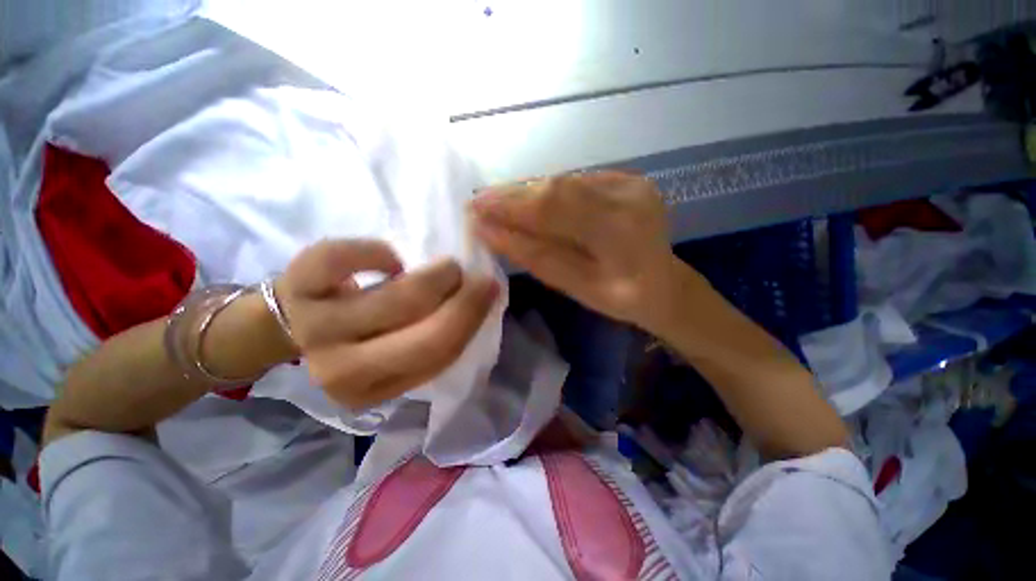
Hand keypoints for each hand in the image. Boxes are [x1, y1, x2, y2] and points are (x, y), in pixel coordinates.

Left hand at [275, 240, 498, 409]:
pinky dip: (380, 252)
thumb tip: (478, 305)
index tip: (489, 290)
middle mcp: (341, 369)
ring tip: (444, 268)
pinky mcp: (298, 285)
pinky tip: (390, 260)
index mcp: (371, 390)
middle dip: (462, 301)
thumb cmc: (359, 338)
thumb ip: (433, 341)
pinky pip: (349, 259)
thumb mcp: (396, 355)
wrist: (292, 323)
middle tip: (474, 277)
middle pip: (423, 338)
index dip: (471, 320)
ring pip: (397, 299)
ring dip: (434, 277)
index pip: (438, 358)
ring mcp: (316, 327)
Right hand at [470, 171, 686, 329]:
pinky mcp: (626, 180)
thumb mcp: (576, 287)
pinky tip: (528, 204)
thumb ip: (535, 256)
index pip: (554, 206)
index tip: (474, 209)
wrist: (666, 285)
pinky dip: (548, 194)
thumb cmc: (623, 299)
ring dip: (528, 193)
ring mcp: (630, 182)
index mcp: (622, 229)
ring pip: (565, 181)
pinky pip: (576, 183)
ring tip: (497, 203)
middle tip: (479, 203)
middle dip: (513, 194)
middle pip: (558, 186)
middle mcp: (629, 194)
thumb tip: (489, 232)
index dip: (510, 205)